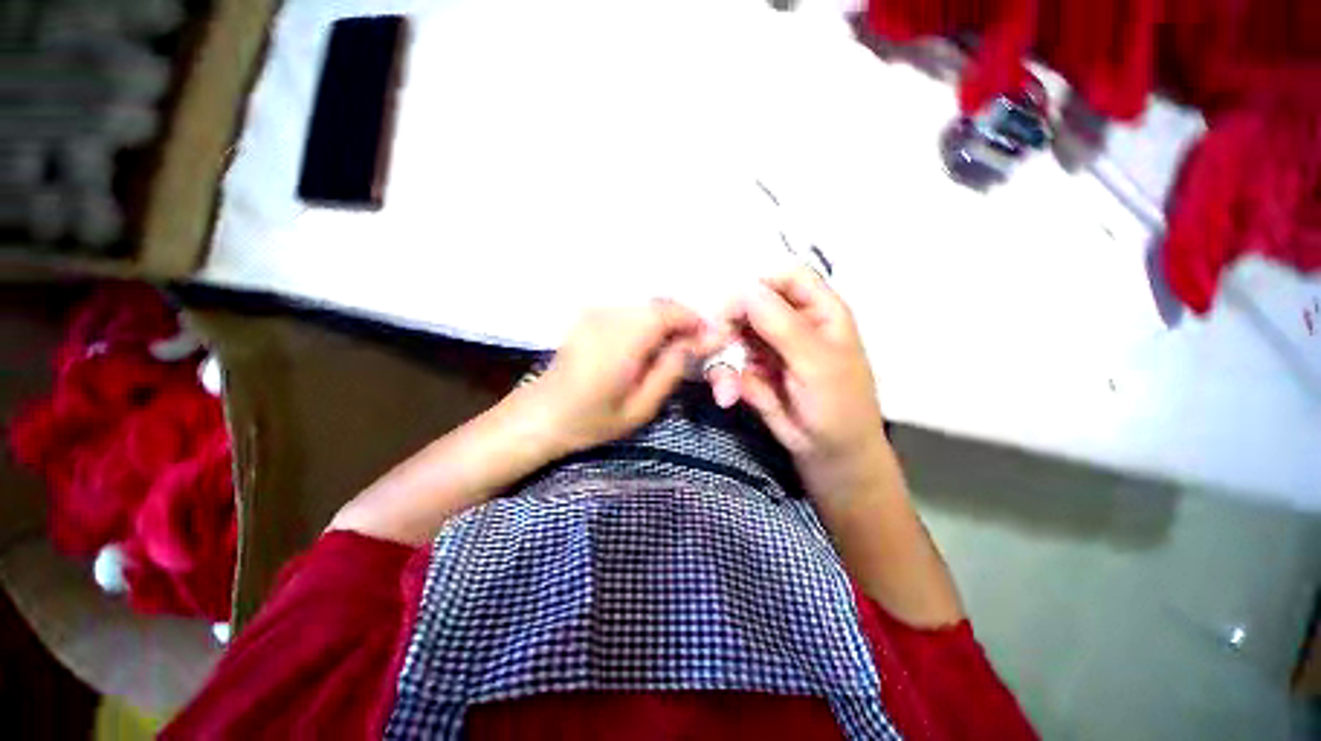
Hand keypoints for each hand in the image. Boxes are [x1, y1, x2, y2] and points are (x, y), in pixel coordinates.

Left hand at [534, 301, 715, 454]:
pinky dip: (647, 323)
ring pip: (645, 307)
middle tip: (694, 348)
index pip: (669, 312)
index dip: (695, 320)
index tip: (711, 338)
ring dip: (665, 322)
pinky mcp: (590, 316)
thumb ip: (672, 369)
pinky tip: (647, 346)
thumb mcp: (641, 406)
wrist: (542, 415)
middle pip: (658, 305)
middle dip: (682, 321)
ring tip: (673, 349)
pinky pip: (629, 311)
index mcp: (623, 339)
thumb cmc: (593, 419)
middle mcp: (610, 316)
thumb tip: (700, 342)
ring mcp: (596, 313)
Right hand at [715, 268, 888, 499]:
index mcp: (818, 310)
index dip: (758, 286)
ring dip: (722, 356)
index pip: (785, 278)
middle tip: (715, 344)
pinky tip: (729, 395)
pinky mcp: (751, 368)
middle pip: (749, 305)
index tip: (732, 306)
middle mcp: (789, 322)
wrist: (829, 453)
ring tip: (726, 386)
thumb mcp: (817, 363)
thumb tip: (745, 289)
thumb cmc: (838, 405)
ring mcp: (767, 346)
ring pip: (732, 335)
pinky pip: (727, 362)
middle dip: (729, 325)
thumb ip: (783, 325)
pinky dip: (723, 377)